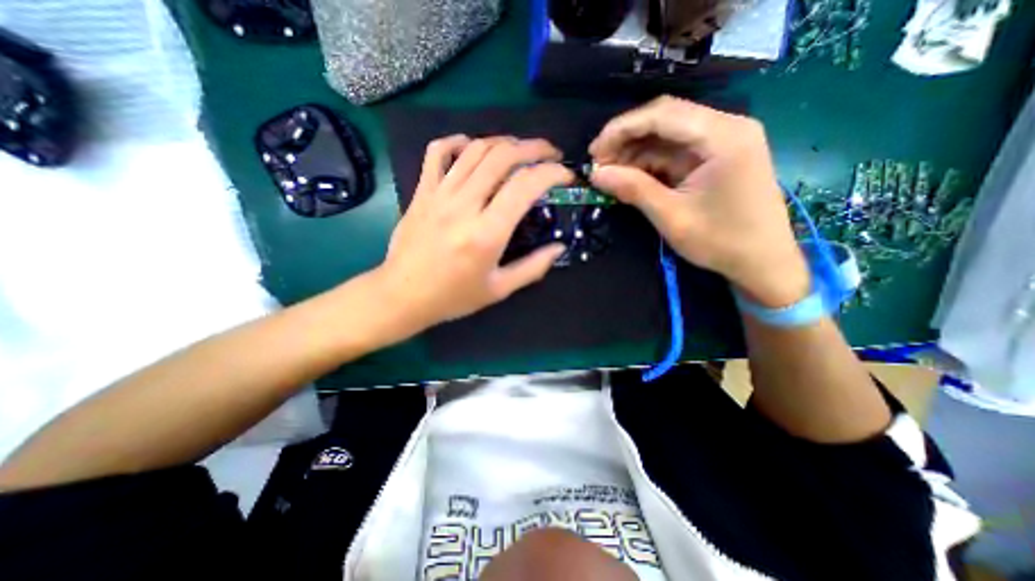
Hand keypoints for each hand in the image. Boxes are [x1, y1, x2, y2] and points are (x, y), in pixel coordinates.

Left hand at [373, 133, 569, 331]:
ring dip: (504, 142)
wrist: (402, 295)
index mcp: (486, 233)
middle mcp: (464, 205)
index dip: (552, 173)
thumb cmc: (453, 297)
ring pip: (475, 149)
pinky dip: (458, 142)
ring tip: (521, 149)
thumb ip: (533, 267)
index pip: (525, 186)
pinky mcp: (422, 192)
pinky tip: (472, 147)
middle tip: (550, 153)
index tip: (565, 176)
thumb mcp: (499, 289)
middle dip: (534, 147)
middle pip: (502, 156)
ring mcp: (439, 194)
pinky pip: (438, 152)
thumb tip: (559, 246)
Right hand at [584, 94, 811, 308]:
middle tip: (598, 164)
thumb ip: (633, 189)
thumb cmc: (721, 241)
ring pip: (667, 135)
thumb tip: (596, 174)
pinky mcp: (716, 157)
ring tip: (609, 173)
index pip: (662, 115)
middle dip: (626, 139)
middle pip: (665, 118)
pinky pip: (675, 151)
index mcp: (723, 136)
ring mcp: (723, 141)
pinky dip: (650, 163)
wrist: (762, 262)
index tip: (594, 152)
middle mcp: (726, 127)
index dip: (621, 129)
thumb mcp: (671, 216)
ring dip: (635, 152)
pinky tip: (631, 176)